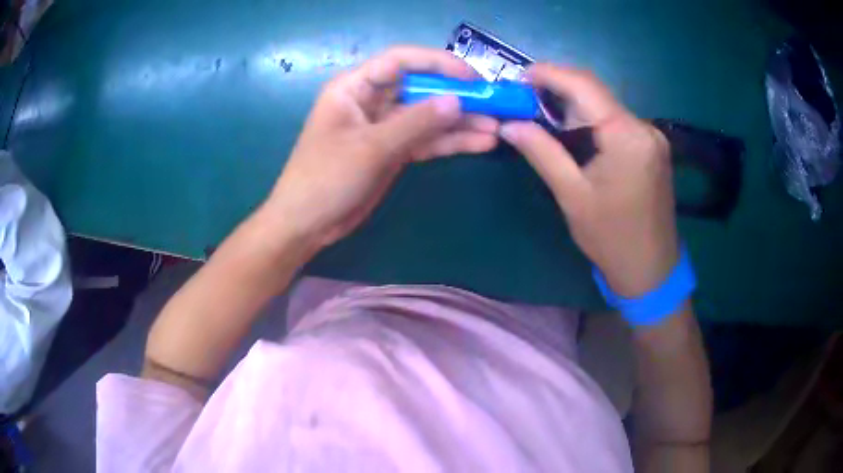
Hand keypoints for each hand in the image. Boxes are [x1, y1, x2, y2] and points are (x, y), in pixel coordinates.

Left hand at [265, 46, 498, 251]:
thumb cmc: (325, 178)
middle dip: (457, 96)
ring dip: (461, 122)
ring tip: (497, 128)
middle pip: (420, 88)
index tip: (472, 77)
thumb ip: (415, 122)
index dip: (438, 63)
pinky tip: (481, 143)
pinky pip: (426, 140)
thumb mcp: (370, 148)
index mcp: (355, 87)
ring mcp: (385, 126)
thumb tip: (457, 100)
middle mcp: (372, 100)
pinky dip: (451, 142)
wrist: (308, 224)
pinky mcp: (394, 150)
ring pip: (428, 116)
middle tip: (495, 104)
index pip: (400, 61)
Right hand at [501, 64, 677, 296]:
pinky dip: (591, 121)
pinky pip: (616, 122)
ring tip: (541, 113)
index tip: (518, 77)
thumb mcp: (572, 196)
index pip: (584, 85)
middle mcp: (644, 127)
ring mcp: (651, 136)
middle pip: (596, 92)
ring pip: (605, 106)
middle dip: (559, 88)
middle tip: (524, 98)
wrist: (652, 270)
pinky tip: (572, 131)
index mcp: (626, 136)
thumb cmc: (612, 239)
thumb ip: (541, 152)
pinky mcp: (651, 148)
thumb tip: (508, 124)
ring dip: (574, 105)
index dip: (549, 73)